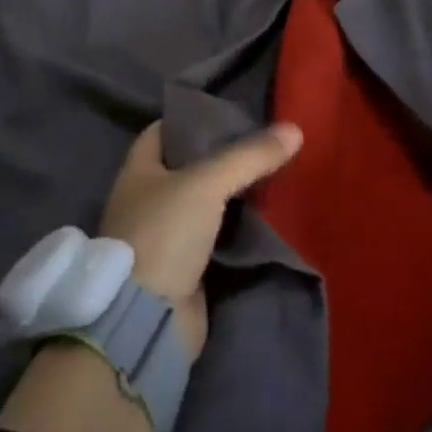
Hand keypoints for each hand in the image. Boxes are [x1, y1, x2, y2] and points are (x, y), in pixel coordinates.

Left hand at [101, 120, 303, 357]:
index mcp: (137, 172)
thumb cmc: (165, 233)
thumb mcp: (206, 183)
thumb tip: (294, 129)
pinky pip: (216, 239)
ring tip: (273, 176)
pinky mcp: (185, 269)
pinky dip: (237, 231)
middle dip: (222, 159)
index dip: (192, 120)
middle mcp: (146, 201)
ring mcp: (165, 237)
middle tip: (263, 146)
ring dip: (233, 197)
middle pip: (188, 169)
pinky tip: (267, 219)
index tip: (231, 114)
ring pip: (205, 206)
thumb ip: (249, 156)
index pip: (163, 131)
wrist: (148, 317)